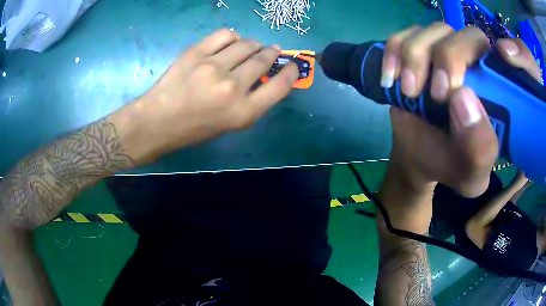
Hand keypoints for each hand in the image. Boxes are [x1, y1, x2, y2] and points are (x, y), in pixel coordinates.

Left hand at [114, 29, 298, 163]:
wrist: (158, 121)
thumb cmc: (194, 128)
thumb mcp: (229, 124)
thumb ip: (252, 102)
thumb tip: (265, 76)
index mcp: (243, 112)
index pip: (279, 86)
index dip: (290, 73)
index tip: (292, 65)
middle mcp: (232, 87)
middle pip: (263, 60)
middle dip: (272, 53)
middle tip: (271, 51)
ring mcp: (213, 67)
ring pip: (247, 44)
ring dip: (254, 44)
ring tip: (250, 47)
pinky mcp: (196, 53)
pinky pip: (225, 35)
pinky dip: (233, 37)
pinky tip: (230, 43)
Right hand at [381, 23, 541, 197]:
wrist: (420, 158)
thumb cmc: (452, 165)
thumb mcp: (472, 174)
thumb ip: (480, 148)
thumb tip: (462, 97)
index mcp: (498, 91)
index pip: (508, 57)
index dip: (513, 52)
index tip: (500, 60)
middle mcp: (475, 63)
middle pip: (465, 35)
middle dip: (447, 58)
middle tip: (436, 95)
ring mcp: (443, 51)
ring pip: (432, 30)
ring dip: (415, 58)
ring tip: (408, 92)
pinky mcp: (416, 50)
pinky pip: (402, 35)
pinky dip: (393, 53)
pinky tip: (391, 79)